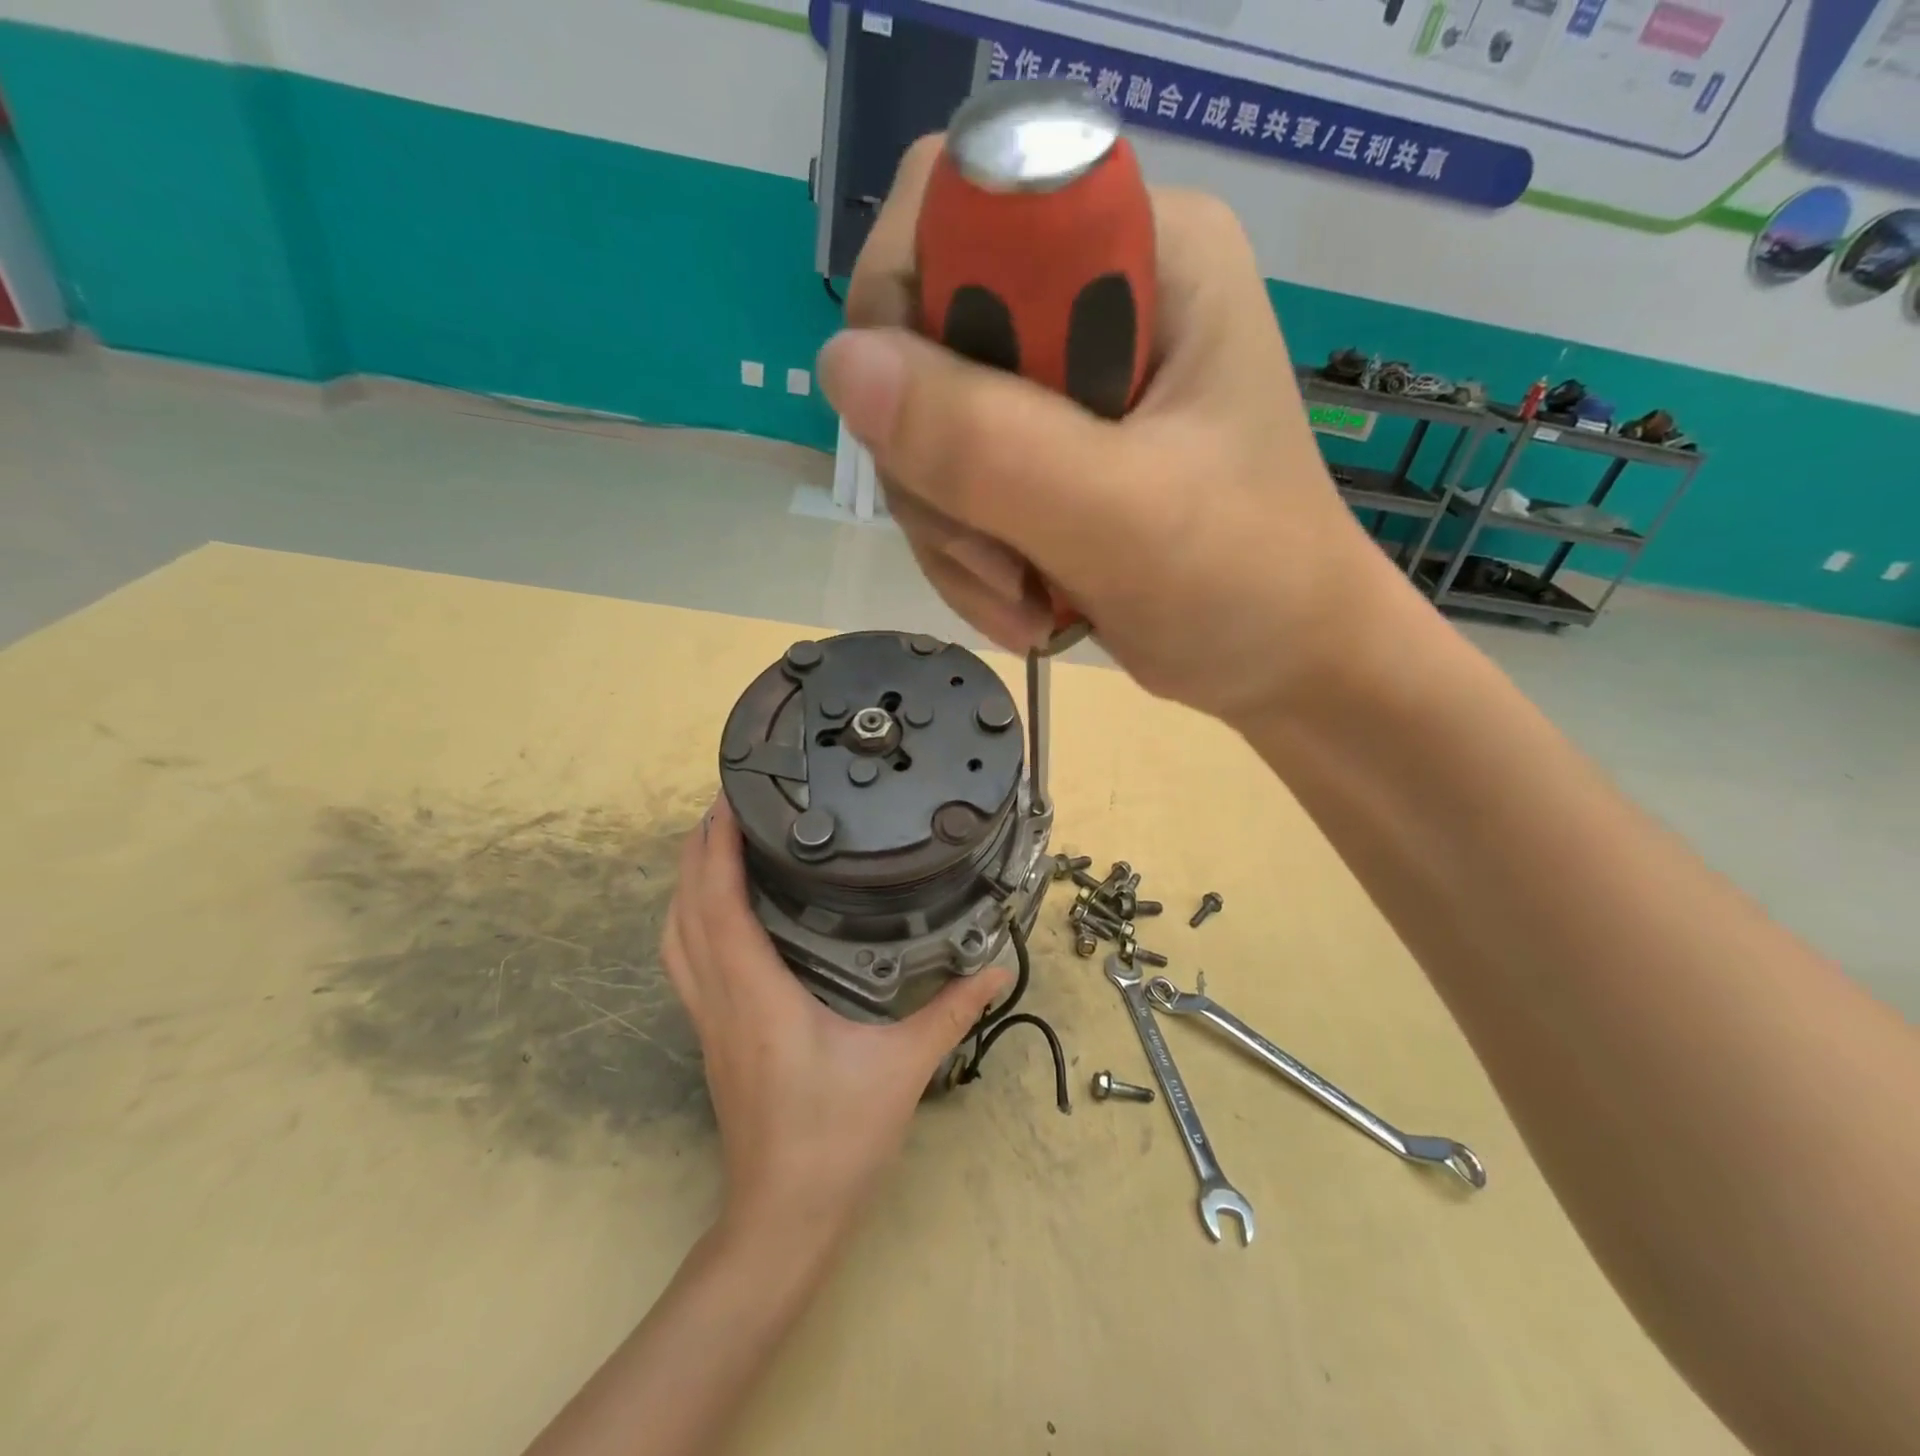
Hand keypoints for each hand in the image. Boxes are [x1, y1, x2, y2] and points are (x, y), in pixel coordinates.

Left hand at [661, 798, 1011, 1242]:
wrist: (784, 1219)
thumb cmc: (838, 1138)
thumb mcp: (904, 1066)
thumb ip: (952, 1010)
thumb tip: (997, 969)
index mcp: (758, 994)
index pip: (720, 904)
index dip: (717, 846)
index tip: (730, 799)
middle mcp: (721, 999)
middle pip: (685, 911)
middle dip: (697, 850)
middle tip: (727, 804)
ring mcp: (709, 1022)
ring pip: (676, 939)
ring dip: (686, 885)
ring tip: (715, 845)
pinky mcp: (712, 1038)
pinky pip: (685, 963)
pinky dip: (691, 922)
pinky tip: (719, 915)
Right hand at [817, 135, 1400, 726]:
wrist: (1282, 662)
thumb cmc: (1242, 580)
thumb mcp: (1120, 515)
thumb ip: (989, 443)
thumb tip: (841, 364)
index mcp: (1141, 253)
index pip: (958, 207)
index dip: (908, 313)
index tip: (933, 440)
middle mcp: (1091, 300)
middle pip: (923, 344)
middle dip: (942, 477)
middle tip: (1004, 562)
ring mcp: (1060, 387)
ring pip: (926, 434)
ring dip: (956, 540)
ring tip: (1028, 603)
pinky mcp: (1043, 456)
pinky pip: (949, 491)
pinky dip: (970, 564)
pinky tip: (1027, 608)